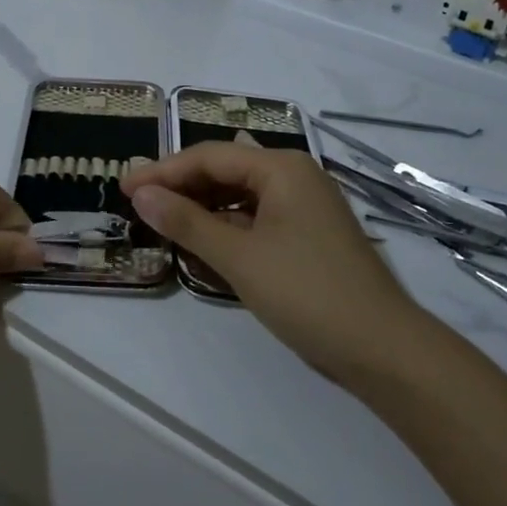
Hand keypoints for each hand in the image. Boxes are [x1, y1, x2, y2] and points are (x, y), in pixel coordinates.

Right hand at [123, 142, 422, 387]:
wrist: (383, 349)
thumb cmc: (307, 293)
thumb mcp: (239, 257)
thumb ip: (187, 222)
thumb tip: (142, 194)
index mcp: (281, 167)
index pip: (209, 156)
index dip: (162, 171)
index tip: (123, 187)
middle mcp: (295, 176)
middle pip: (225, 170)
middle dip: (181, 186)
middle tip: (138, 203)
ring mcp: (305, 206)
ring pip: (240, 195)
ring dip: (202, 207)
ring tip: (163, 221)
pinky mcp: (309, 235)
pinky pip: (257, 217)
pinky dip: (227, 226)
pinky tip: (204, 242)